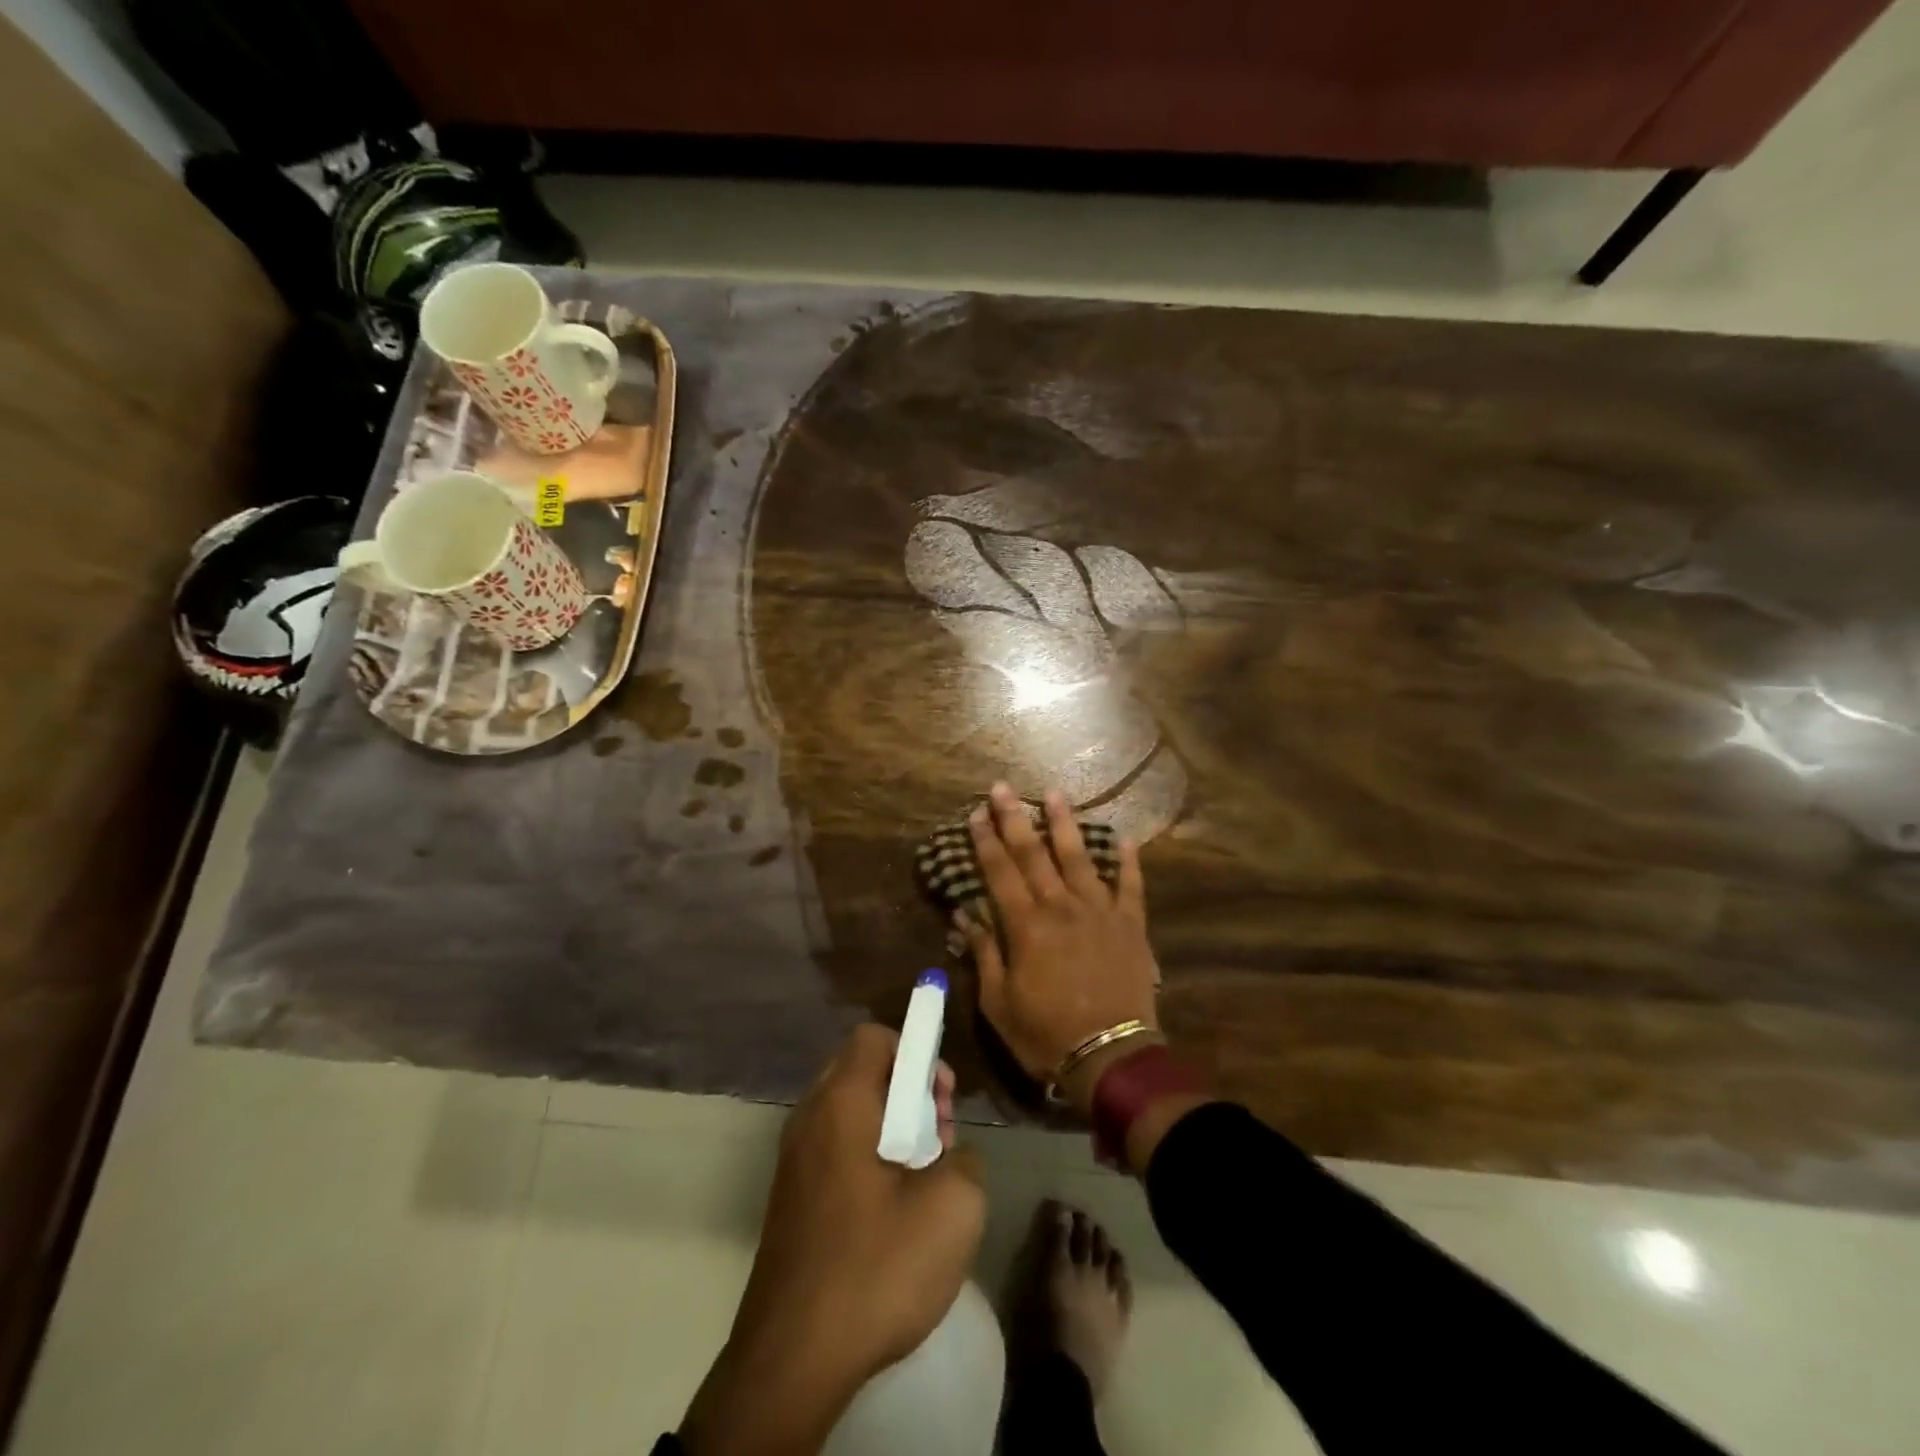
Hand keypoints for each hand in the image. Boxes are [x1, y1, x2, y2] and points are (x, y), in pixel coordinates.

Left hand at [679, 1024, 985, 1455]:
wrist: (792, 1360)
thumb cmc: (875, 1267)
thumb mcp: (954, 1207)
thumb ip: (965, 1158)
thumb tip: (948, 1155)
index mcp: (841, 1102)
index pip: (875, 1037)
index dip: (916, 1052)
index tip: (941, 1099)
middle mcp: (809, 1118)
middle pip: (863, 1071)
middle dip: (909, 1092)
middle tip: (939, 1138)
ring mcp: (794, 1160)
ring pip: (850, 1112)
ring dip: (892, 1128)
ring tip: (922, 1178)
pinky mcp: (790, 1199)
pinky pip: (835, 1149)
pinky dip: (868, 1158)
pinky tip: (892, 1211)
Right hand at [961, 783, 1162, 1108]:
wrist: (1111, 1057)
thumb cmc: (1046, 1035)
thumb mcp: (999, 1004)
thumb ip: (985, 954)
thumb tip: (965, 917)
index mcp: (1026, 926)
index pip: (1000, 872)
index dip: (985, 841)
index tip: (975, 813)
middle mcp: (1061, 907)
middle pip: (1034, 854)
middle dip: (1015, 818)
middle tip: (1003, 787)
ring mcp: (1100, 911)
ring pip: (1080, 857)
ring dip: (1064, 823)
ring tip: (1054, 793)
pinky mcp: (1130, 925)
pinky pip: (1131, 886)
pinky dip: (1128, 862)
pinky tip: (1125, 838)